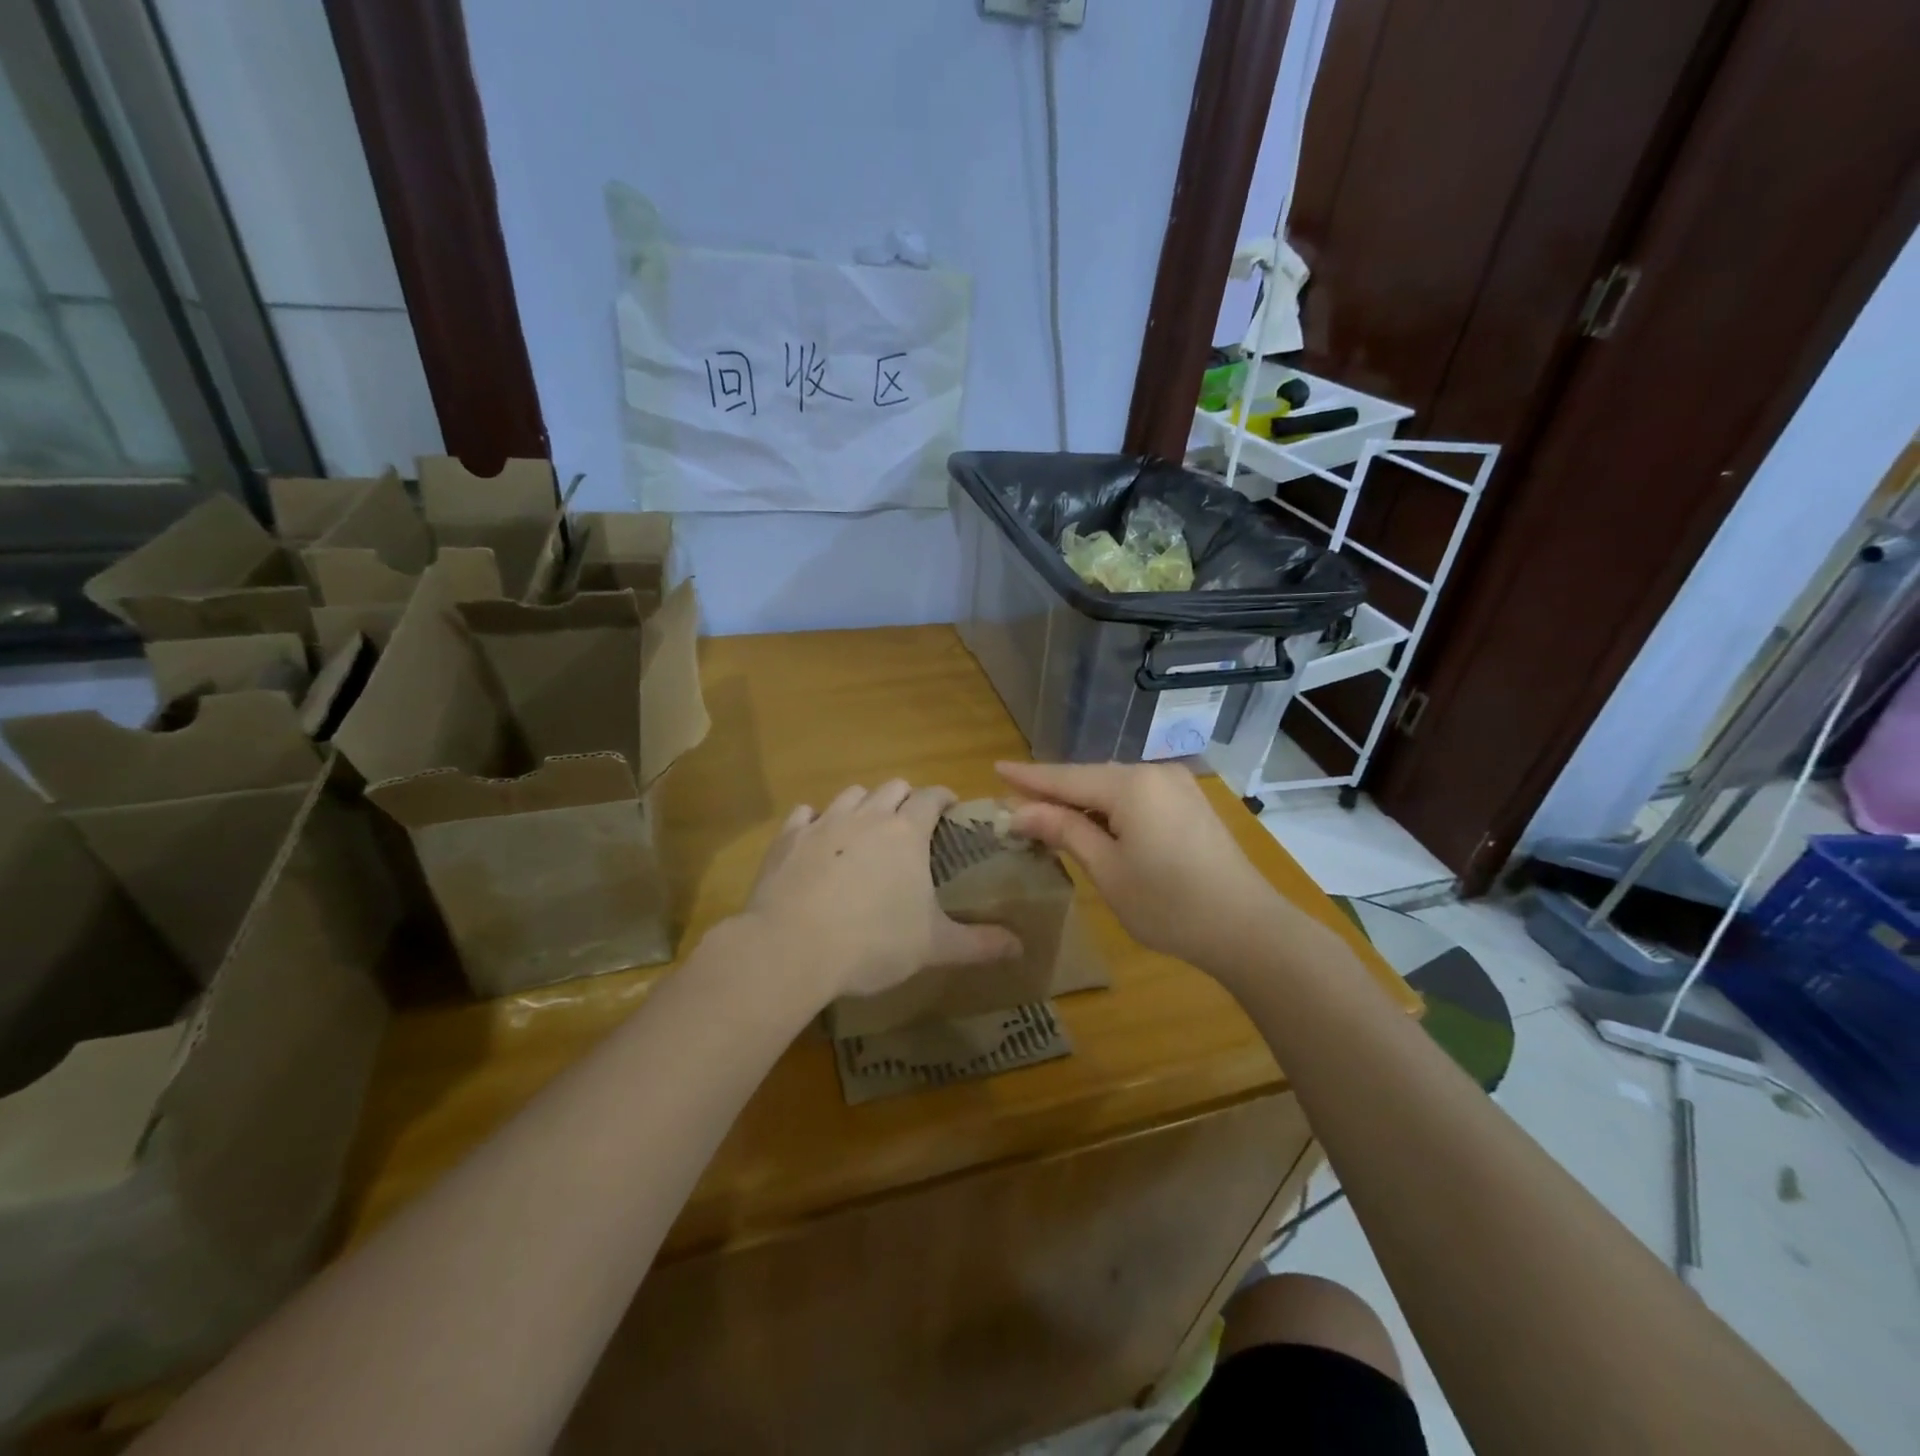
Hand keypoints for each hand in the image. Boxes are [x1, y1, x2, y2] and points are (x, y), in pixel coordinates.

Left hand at [739, 780, 1020, 1001]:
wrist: (792, 947)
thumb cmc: (873, 943)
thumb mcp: (934, 946)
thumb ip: (979, 943)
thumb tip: (1020, 947)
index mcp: (906, 833)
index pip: (931, 796)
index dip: (943, 797)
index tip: (950, 806)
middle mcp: (867, 816)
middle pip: (891, 788)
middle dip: (905, 798)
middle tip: (911, 823)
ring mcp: (823, 823)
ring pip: (850, 795)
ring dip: (863, 804)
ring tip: (865, 829)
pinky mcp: (788, 839)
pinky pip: (805, 814)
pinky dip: (815, 821)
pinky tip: (816, 839)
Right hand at [998, 760, 1282, 973]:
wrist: (1246, 927)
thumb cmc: (1167, 904)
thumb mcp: (1107, 870)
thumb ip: (1064, 831)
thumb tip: (1020, 812)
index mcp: (1131, 785)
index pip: (1066, 777)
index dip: (1029, 777)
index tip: (996, 768)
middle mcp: (1154, 773)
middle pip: (1090, 778)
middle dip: (1053, 791)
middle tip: (1015, 802)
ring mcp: (1177, 786)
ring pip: (1114, 787)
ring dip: (1081, 801)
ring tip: (1046, 813)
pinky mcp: (1190, 803)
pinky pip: (1137, 796)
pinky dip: (1109, 808)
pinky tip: (1093, 822)